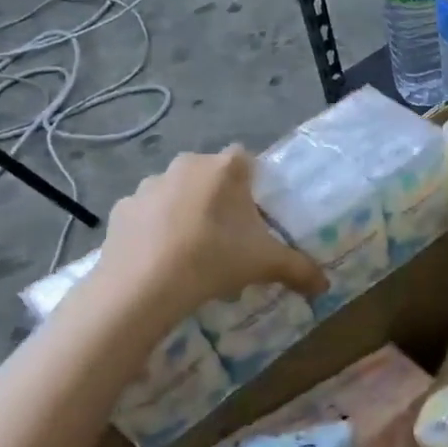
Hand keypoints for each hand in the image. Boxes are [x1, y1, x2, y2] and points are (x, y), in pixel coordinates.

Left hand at [80, 148, 325, 326]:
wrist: (143, 286)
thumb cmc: (215, 259)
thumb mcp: (266, 265)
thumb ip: (300, 270)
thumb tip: (325, 285)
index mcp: (226, 168)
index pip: (247, 160)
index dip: (253, 185)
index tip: (255, 216)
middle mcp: (187, 165)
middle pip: (211, 176)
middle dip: (219, 200)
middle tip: (228, 238)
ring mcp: (149, 185)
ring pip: (177, 193)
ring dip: (186, 213)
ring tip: (192, 254)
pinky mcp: (121, 209)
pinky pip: (147, 215)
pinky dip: (154, 231)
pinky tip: (161, 261)